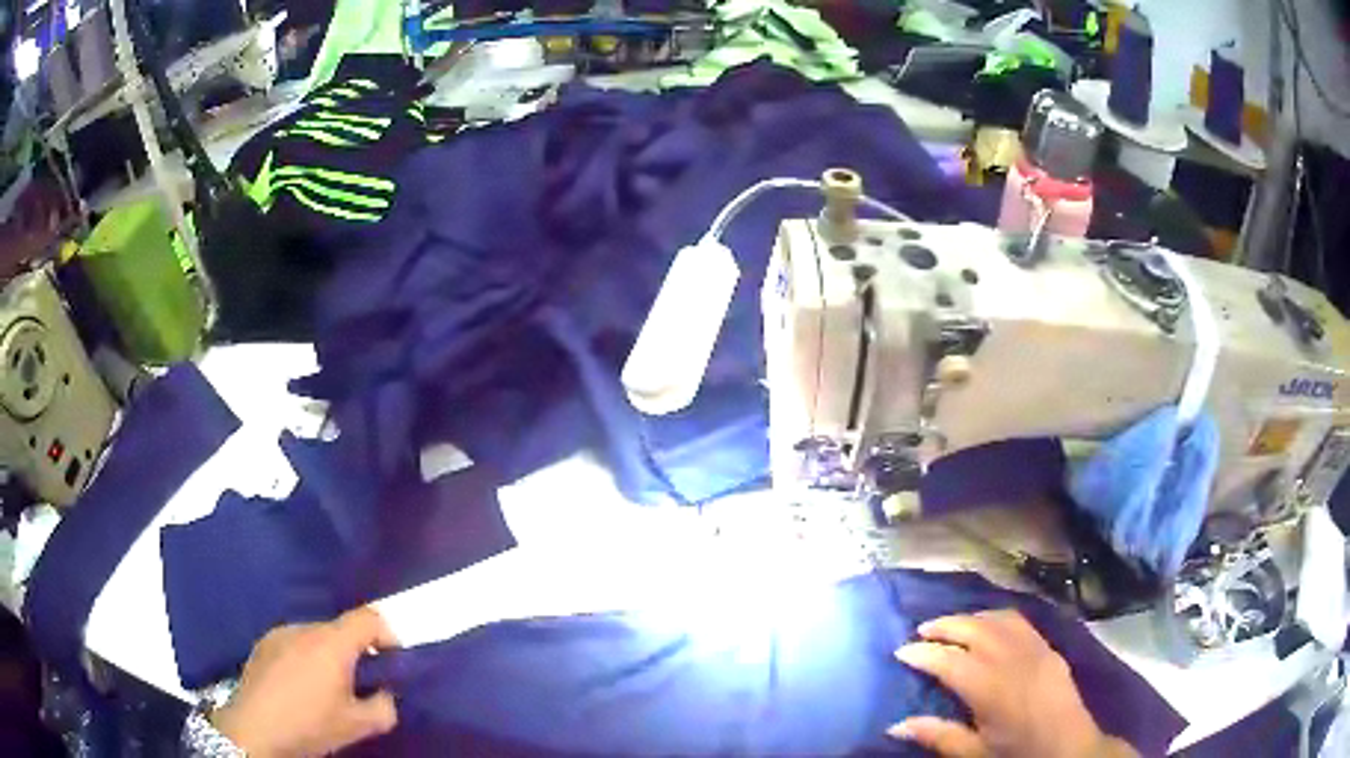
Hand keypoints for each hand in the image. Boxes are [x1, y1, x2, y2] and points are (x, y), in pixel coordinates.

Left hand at [211, 607, 400, 757]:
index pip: (368, 618)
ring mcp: (279, 633)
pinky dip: (304, 658)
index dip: (387, 634)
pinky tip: (299, 687)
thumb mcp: (358, 725)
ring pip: (314, 637)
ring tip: (325, 688)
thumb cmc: (310, 724)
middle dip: (355, 652)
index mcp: (332, 643)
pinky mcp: (262, 644)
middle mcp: (304, 628)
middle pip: (340, 629)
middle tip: (359, 684)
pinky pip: (293, 643)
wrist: (255, 728)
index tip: (393, 659)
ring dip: (327, 656)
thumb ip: (384, 707)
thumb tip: (386, 694)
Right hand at [888, 610, 1136, 757]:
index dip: (922, 653)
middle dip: (944, 625)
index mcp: (989, 687)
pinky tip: (989, 626)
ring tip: (951, 625)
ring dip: (970, 617)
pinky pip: (1019, 621)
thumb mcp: (974, 753)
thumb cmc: (1017, 753)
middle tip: (921, 631)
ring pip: (996, 619)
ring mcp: (1033, 648)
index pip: (948, 661)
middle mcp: (1011, 658)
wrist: (1069, 747)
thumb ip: (937, 735)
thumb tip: (895, 725)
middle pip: (972, 629)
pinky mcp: (1048, 647)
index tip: (900, 652)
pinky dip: (996, 617)